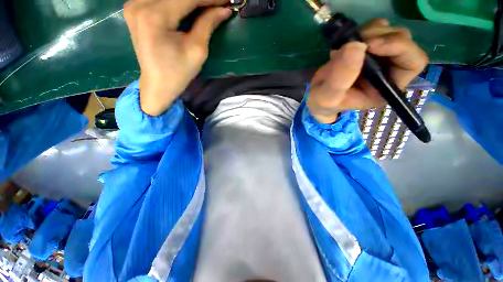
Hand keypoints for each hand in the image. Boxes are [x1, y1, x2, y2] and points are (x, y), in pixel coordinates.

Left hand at [124, 0, 230, 115]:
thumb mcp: (197, 51)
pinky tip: (189, 7)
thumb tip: (224, 9)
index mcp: (154, 17)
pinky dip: (178, 2)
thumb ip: (207, 24)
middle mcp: (139, 4)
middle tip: (217, 4)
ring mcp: (133, 4)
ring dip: (189, 0)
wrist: (158, 84)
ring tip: (206, 7)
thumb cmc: (179, 73)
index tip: (226, 0)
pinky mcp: (134, 8)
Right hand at [307, 18, 428, 123]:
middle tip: (355, 42)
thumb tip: (356, 46)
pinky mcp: (370, 49)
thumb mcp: (328, 97)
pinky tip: (346, 43)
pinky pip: (377, 29)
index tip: (370, 46)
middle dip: (381, 36)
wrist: (317, 96)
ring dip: (370, 32)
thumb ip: (339, 79)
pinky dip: (363, 30)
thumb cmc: (324, 102)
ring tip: (346, 45)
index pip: (413, 63)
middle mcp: (389, 71)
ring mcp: (380, 58)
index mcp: (386, 88)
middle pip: (404, 41)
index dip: (398, 48)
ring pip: (391, 32)